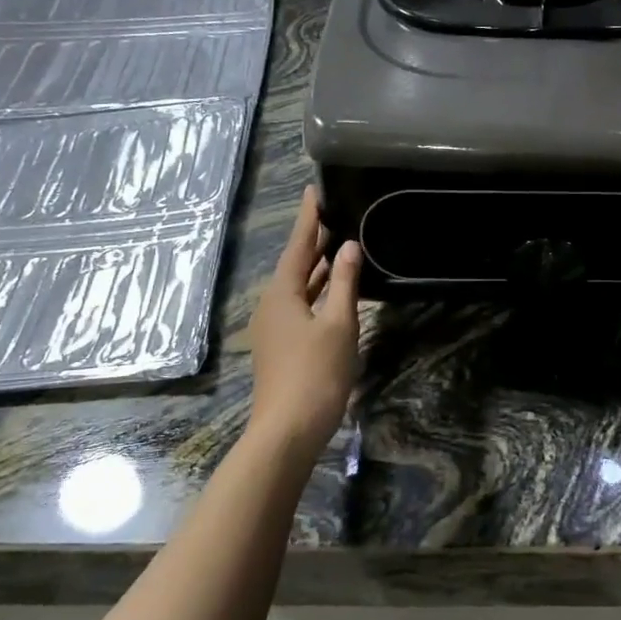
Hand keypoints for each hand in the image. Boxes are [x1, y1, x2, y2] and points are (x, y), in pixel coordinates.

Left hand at [247, 187, 361, 456]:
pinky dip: (317, 291)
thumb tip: (348, 246)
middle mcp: (272, 304)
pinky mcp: (281, 345)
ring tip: (339, 244)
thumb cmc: (316, 373)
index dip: (309, 218)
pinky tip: (335, 291)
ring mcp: (274, 327)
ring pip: (298, 286)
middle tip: (335, 213)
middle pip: (295, 264)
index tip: (315, 189)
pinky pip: (300, 305)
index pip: (299, 245)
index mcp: (282, 293)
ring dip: (317, 267)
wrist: (288, 429)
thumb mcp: (339, 324)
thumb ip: (344, 283)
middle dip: (314, 240)